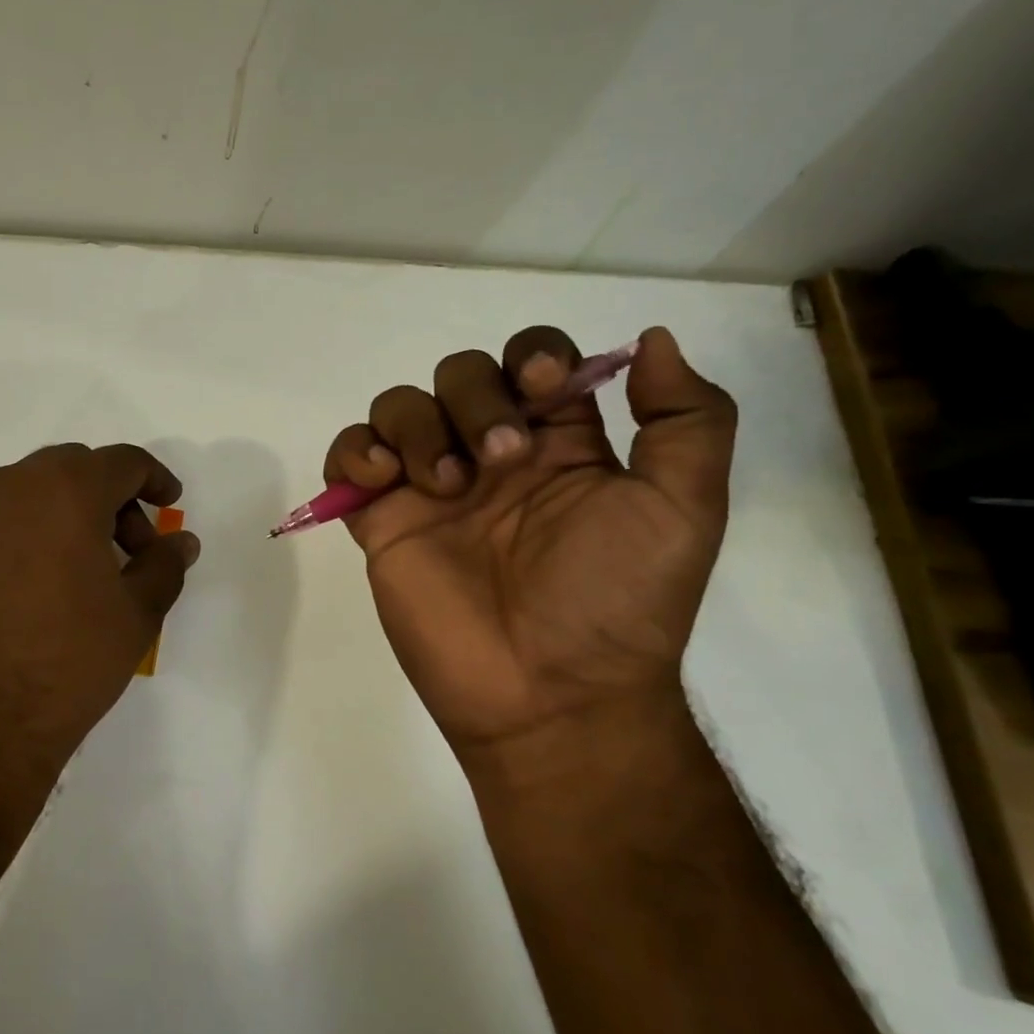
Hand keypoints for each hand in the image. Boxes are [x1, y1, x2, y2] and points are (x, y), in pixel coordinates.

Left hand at [0, 443, 199, 770]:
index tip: (170, 502)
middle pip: (70, 469)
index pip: (122, 461)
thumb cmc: (69, 662)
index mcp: (65, 491)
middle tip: (129, 547)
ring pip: (24, 495)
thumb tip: (180, 541)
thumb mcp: (137, 615)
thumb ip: (164, 565)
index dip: (155, 478)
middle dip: (108, 497)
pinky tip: (25, 594)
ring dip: (61, 515)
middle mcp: (7, 490)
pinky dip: (18, 541)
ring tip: (76, 572)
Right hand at [324, 326, 734, 758]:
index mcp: (559, 444)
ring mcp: (429, 487)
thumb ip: (687, 419)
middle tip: (499, 462)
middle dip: (475, 399)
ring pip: (400, 405)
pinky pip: (347, 456)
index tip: (542, 390)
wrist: (548, 693)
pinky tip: (382, 481)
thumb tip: (653, 339)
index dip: (532, 357)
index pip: (533, 362)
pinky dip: (354, 451)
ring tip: (443, 487)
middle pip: (459, 373)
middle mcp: (489, 454)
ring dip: (418, 428)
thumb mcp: (683, 508)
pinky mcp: (381, 520)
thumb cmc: (615, 602)